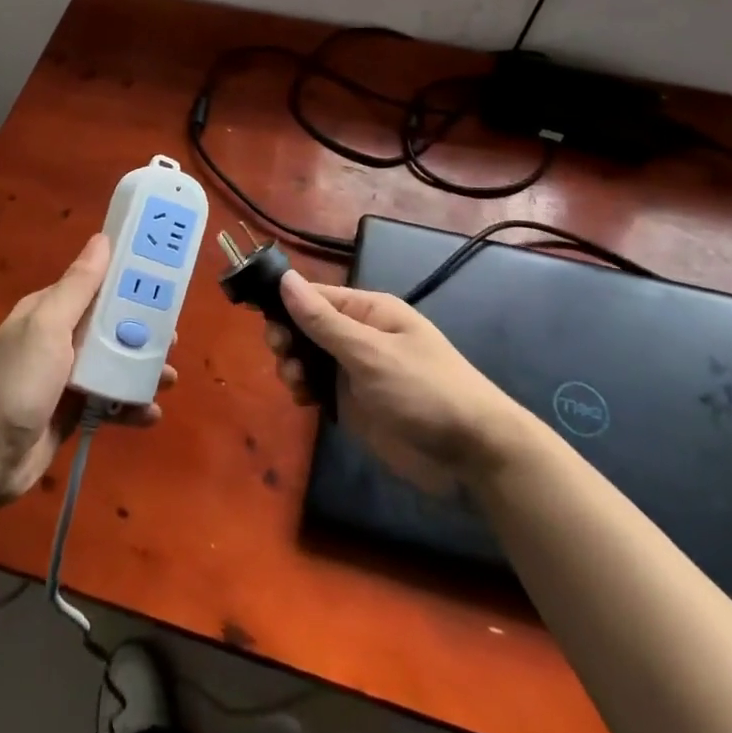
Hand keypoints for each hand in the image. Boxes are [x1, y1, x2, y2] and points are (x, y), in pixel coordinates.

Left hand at [0, 233, 176, 504]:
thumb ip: (78, 286)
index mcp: (52, 310)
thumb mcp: (47, 326)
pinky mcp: (74, 412)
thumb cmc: (16, 382)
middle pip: (113, 325)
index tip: (167, 282)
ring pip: (116, 364)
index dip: (131, 282)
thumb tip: (103, 238)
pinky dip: (131, 406)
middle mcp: (61, 338)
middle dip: (145, 331)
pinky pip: (111, 402)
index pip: (98, 284)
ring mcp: (68, 378)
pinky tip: (150, 414)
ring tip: (169, 380)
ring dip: (144, 371)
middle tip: (173, 340)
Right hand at [266, 270, 526, 494]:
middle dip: (288, 337)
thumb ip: (323, 321)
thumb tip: (285, 279)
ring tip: (296, 383)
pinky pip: (318, 387)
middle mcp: (360, 336)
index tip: (259, 318)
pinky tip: (302, 400)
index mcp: (369, 312)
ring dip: (293, 365)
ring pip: (309, 358)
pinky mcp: (355, 404)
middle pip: (307, 326)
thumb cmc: (423, 390)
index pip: (316, 296)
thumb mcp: (370, 353)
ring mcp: (356, 371)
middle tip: (283, 355)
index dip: (285, 303)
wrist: (471, 453)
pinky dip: (304, 390)